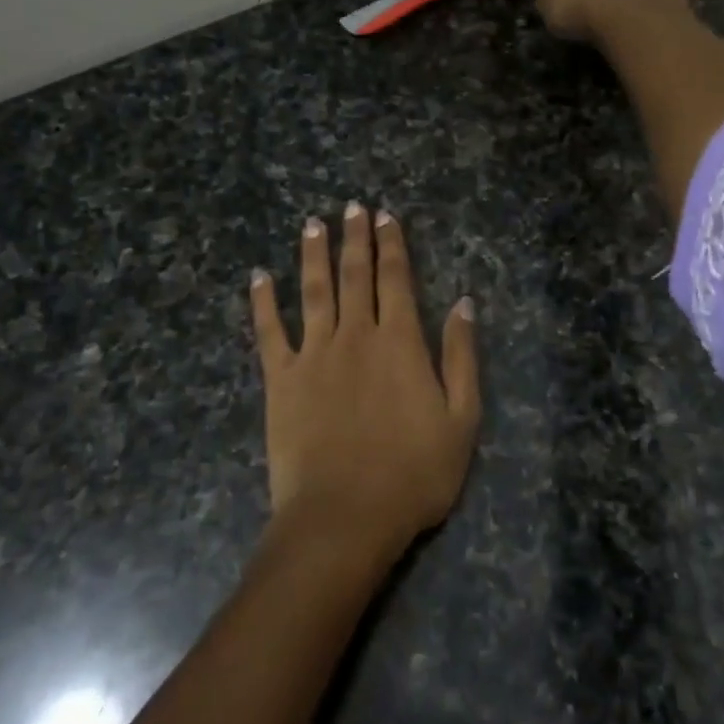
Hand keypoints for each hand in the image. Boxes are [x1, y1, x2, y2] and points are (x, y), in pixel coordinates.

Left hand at [250, 204, 478, 559]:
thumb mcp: (462, 420)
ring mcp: (314, 354)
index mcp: (400, 342)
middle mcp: (356, 335)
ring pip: (314, 291)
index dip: (392, 245)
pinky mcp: (281, 379)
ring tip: (313, 224)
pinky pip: (269, 331)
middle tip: (352, 206)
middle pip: (355, 275)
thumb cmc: (413, 474)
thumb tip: (464, 302)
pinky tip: (259, 276)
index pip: (396, 280)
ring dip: (313, 254)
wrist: (345, 516)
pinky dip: (263, 302)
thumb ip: (462, 357)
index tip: (386, 216)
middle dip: (355, 237)